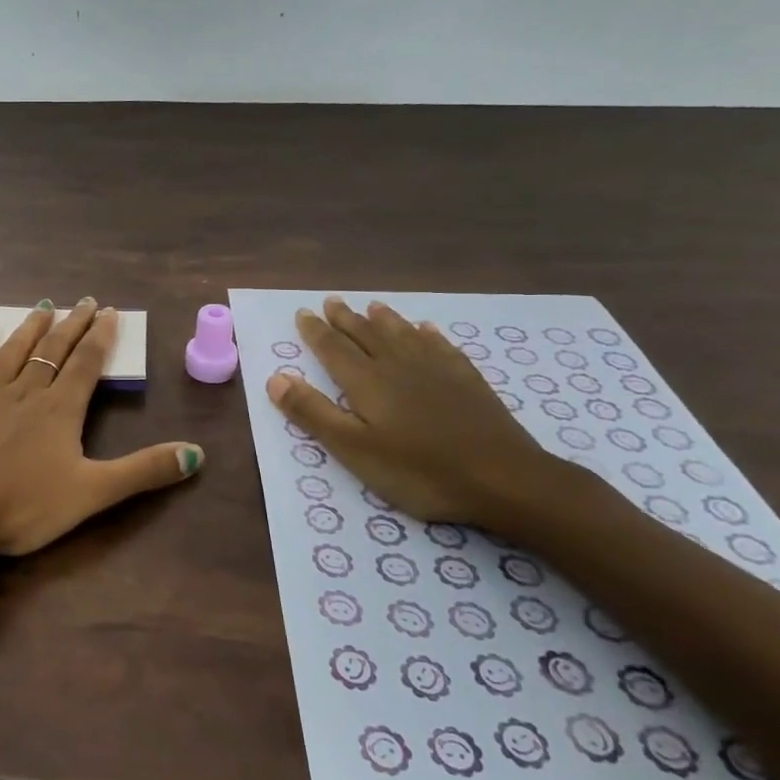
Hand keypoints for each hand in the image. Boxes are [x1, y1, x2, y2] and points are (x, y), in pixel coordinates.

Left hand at [0, 299, 203, 555]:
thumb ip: (143, 472)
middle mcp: (26, 392)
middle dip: (72, 325)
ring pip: (14, 352)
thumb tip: (197, 454)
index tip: (109, 312)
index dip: (100, 337)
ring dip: (31, 328)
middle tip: (85, 302)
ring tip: (44, 307)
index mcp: (60, 410)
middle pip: (53, 351)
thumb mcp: (93, 493)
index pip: (86, 364)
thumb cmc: (24, 505)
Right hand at [265, 297, 553, 527]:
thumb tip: (275, 377)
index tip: (303, 313)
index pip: (333, 349)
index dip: (316, 331)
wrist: (503, 478)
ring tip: (373, 306)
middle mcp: (398, 366)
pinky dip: (428, 335)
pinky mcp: (467, 381)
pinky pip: (441, 347)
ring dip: (385, 320)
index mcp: (367, 382)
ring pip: (403, 335)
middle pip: (367, 335)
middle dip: (346, 318)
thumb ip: (313, 412)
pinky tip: (426, 330)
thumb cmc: (419, 470)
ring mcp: (437, 370)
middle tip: (332, 301)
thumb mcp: (354, 449)